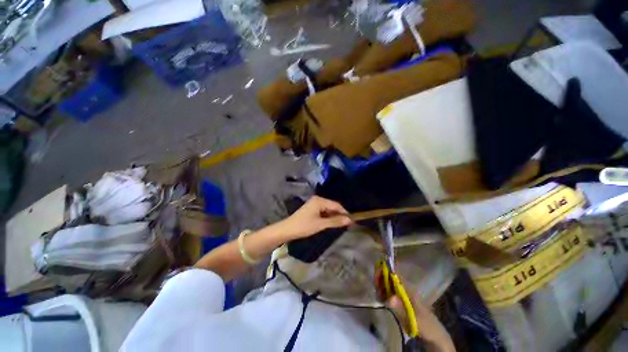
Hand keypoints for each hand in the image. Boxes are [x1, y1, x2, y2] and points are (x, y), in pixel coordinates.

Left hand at [279, 196, 351, 238]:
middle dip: (339, 215)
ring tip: (341, 225)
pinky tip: (331, 223)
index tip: (352, 221)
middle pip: (332, 206)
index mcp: (320, 200)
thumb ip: (335, 221)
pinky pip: (323, 212)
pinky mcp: (312, 209)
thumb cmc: (304, 226)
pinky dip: (328, 217)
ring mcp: (314, 204)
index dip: (345, 213)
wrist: (287, 230)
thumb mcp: (321, 224)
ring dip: (334, 217)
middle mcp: (317, 200)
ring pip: (328, 210)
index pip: (336, 205)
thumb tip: (349, 220)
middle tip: (348, 224)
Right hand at [375, 270, 454, 351]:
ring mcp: (403, 293)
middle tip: (377, 292)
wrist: (435, 334)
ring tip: (379, 297)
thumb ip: (401, 308)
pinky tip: (382, 300)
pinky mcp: (402, 299)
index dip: (384, 272)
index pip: (394, 274)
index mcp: (408, 288)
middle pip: (389, 277)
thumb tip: (389, 298)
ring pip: (388, 283)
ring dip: (381, 287)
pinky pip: (390, 291)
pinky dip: (384, 292)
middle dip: (380, 280)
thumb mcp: (413, 319)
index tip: (376, 279)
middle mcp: (405, 287)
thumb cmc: (425, 324)